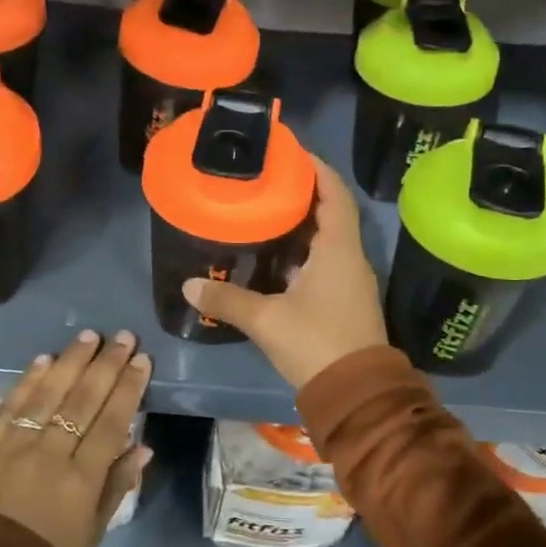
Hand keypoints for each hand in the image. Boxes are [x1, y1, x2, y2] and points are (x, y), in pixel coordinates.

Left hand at [0, 330, 152, 546]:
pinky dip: (28, 380)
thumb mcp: (93, 532)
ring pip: (48, 394)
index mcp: (81, 480)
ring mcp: (14, 447)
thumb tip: (142, 446)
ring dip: (70, 361)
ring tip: (88, 336)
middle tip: (122, 336)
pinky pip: (10, 406)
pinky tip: (44, 358)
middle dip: (105, 365)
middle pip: (83, 400)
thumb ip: (117, 486)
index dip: (128, 388)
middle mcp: (50, 455)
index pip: (111, 422)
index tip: (141, 359)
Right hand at [183, 157, 388, 389]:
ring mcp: (350, 282)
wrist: (356, 394)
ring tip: (264, 213)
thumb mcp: (266, 319)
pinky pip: (324, 263)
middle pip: (331, 213)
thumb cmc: (316, 343)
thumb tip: (189, 285)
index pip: (334, 194)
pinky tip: (274, 260)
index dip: (317, 169)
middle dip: (303, 194)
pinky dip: (302, 253)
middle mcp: (349, 258)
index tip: (292, 153)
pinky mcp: (344, 302)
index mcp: (338, 249)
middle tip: (266, 181)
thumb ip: (228, 299)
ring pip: (327, 240)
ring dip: (302, 225)